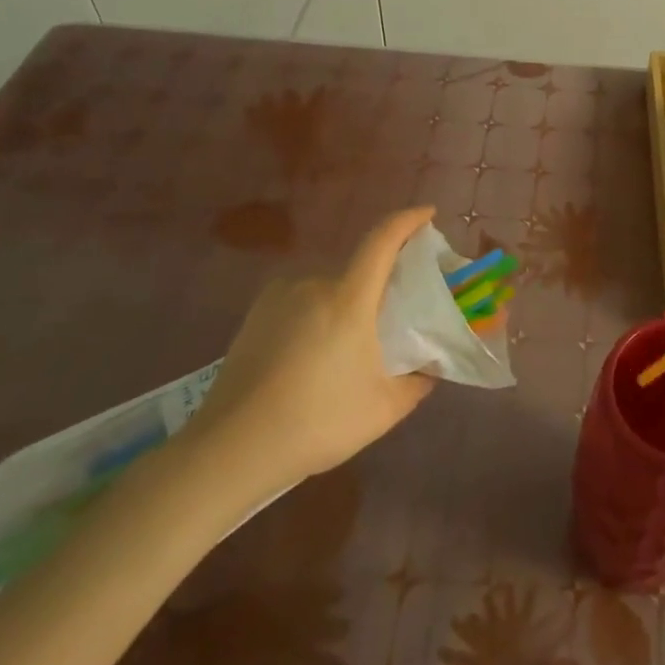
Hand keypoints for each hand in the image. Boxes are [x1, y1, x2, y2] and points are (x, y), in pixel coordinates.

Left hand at [180, 207, 435, 514]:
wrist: (232, 449)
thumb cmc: (317, 422)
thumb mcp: (384, 409)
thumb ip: (418, 382)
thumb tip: (432, 367)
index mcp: (348, 297)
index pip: (382, 239)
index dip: (408, 219)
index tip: (428, 214)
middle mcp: (312, 284)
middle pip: (357, 267)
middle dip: (381, 282)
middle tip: (394, 316)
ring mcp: (278, 297)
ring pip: (329, 287)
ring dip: (347, 303)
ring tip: (351, 344)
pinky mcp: (255, 316)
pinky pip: (301, 300)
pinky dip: (319, 314)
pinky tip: (315, 354)